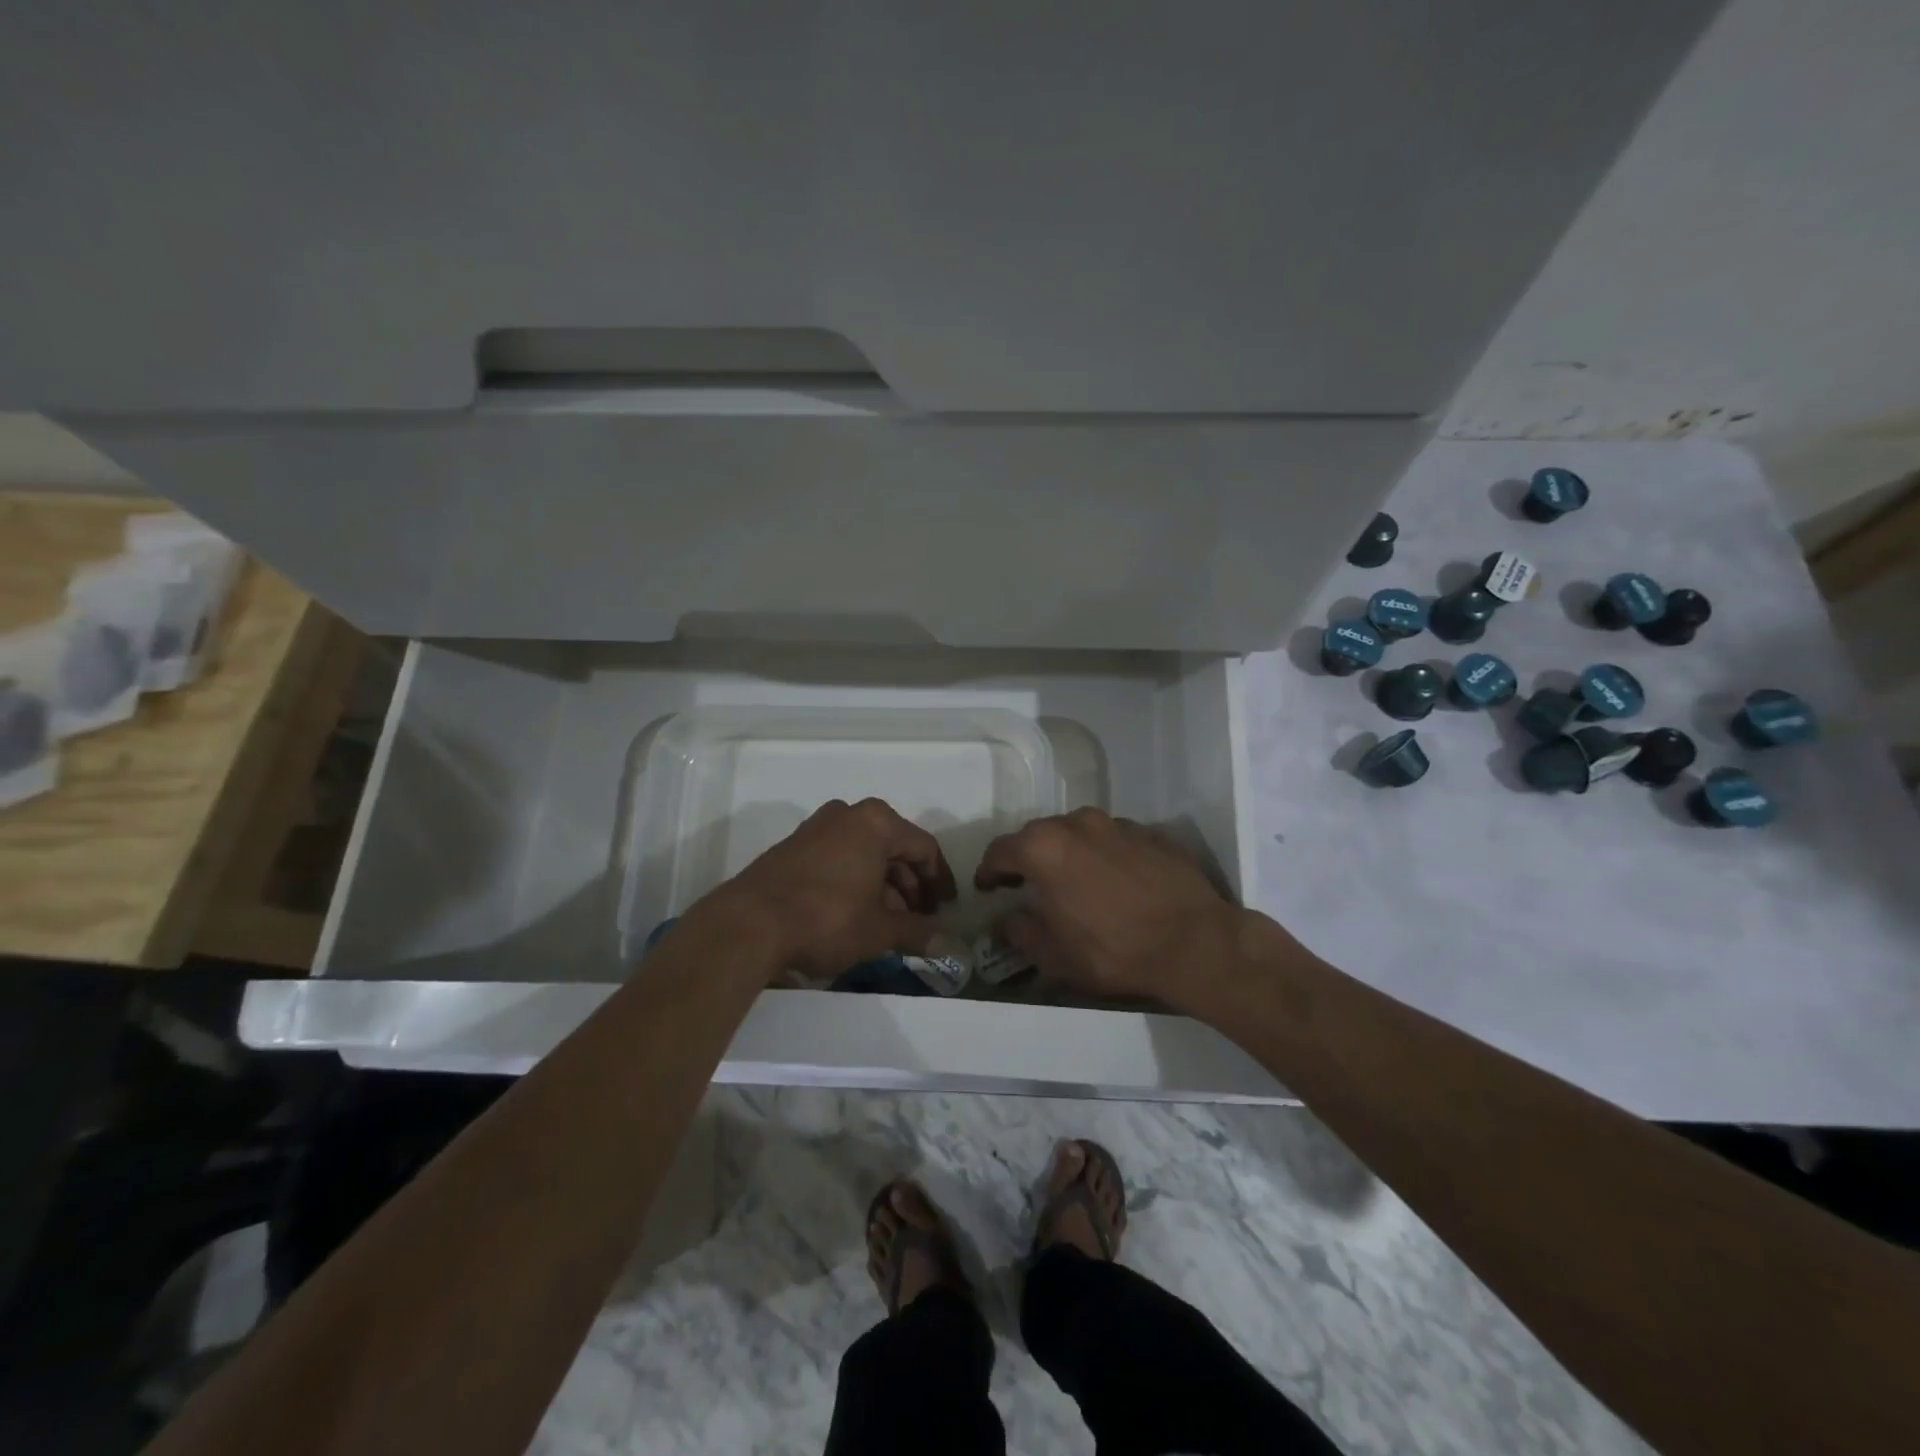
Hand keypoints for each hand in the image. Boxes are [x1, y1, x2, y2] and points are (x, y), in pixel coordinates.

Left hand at [712, 798, 956, 979]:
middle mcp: (848, 814)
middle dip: (910, 884)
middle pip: (893, 847)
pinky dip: (855, 880)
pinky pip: (839, 857)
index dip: (939, 879)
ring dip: (883, 884)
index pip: (923, 847)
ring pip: (864, 852)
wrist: (749, 923)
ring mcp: (816, 827)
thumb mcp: (879, 930)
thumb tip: (948, 946)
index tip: (946, 907)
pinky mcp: (793, 846)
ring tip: (889, 921)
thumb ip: (917, 933)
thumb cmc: (827, 918)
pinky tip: (856, 913)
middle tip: (919, 917)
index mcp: (876, 822)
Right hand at [974, 808, 1250, 1007]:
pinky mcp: (1148, 832)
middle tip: (1026, 885)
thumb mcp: (1054, 955)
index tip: (987, 888)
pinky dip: (1102, 855)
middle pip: (1037, 836)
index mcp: (1044, 848)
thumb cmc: (1113, 950)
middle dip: (1027, 859)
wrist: (1193, 942)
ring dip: (1066, 853)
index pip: (1000, 851)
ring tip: (1072, 882)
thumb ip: (1020, 932)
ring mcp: (1116, 824)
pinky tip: (1113, 882)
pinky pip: (1111, 840)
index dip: (988, 871)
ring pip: (1076, 833)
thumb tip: (1009, 920)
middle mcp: (1076, 823)